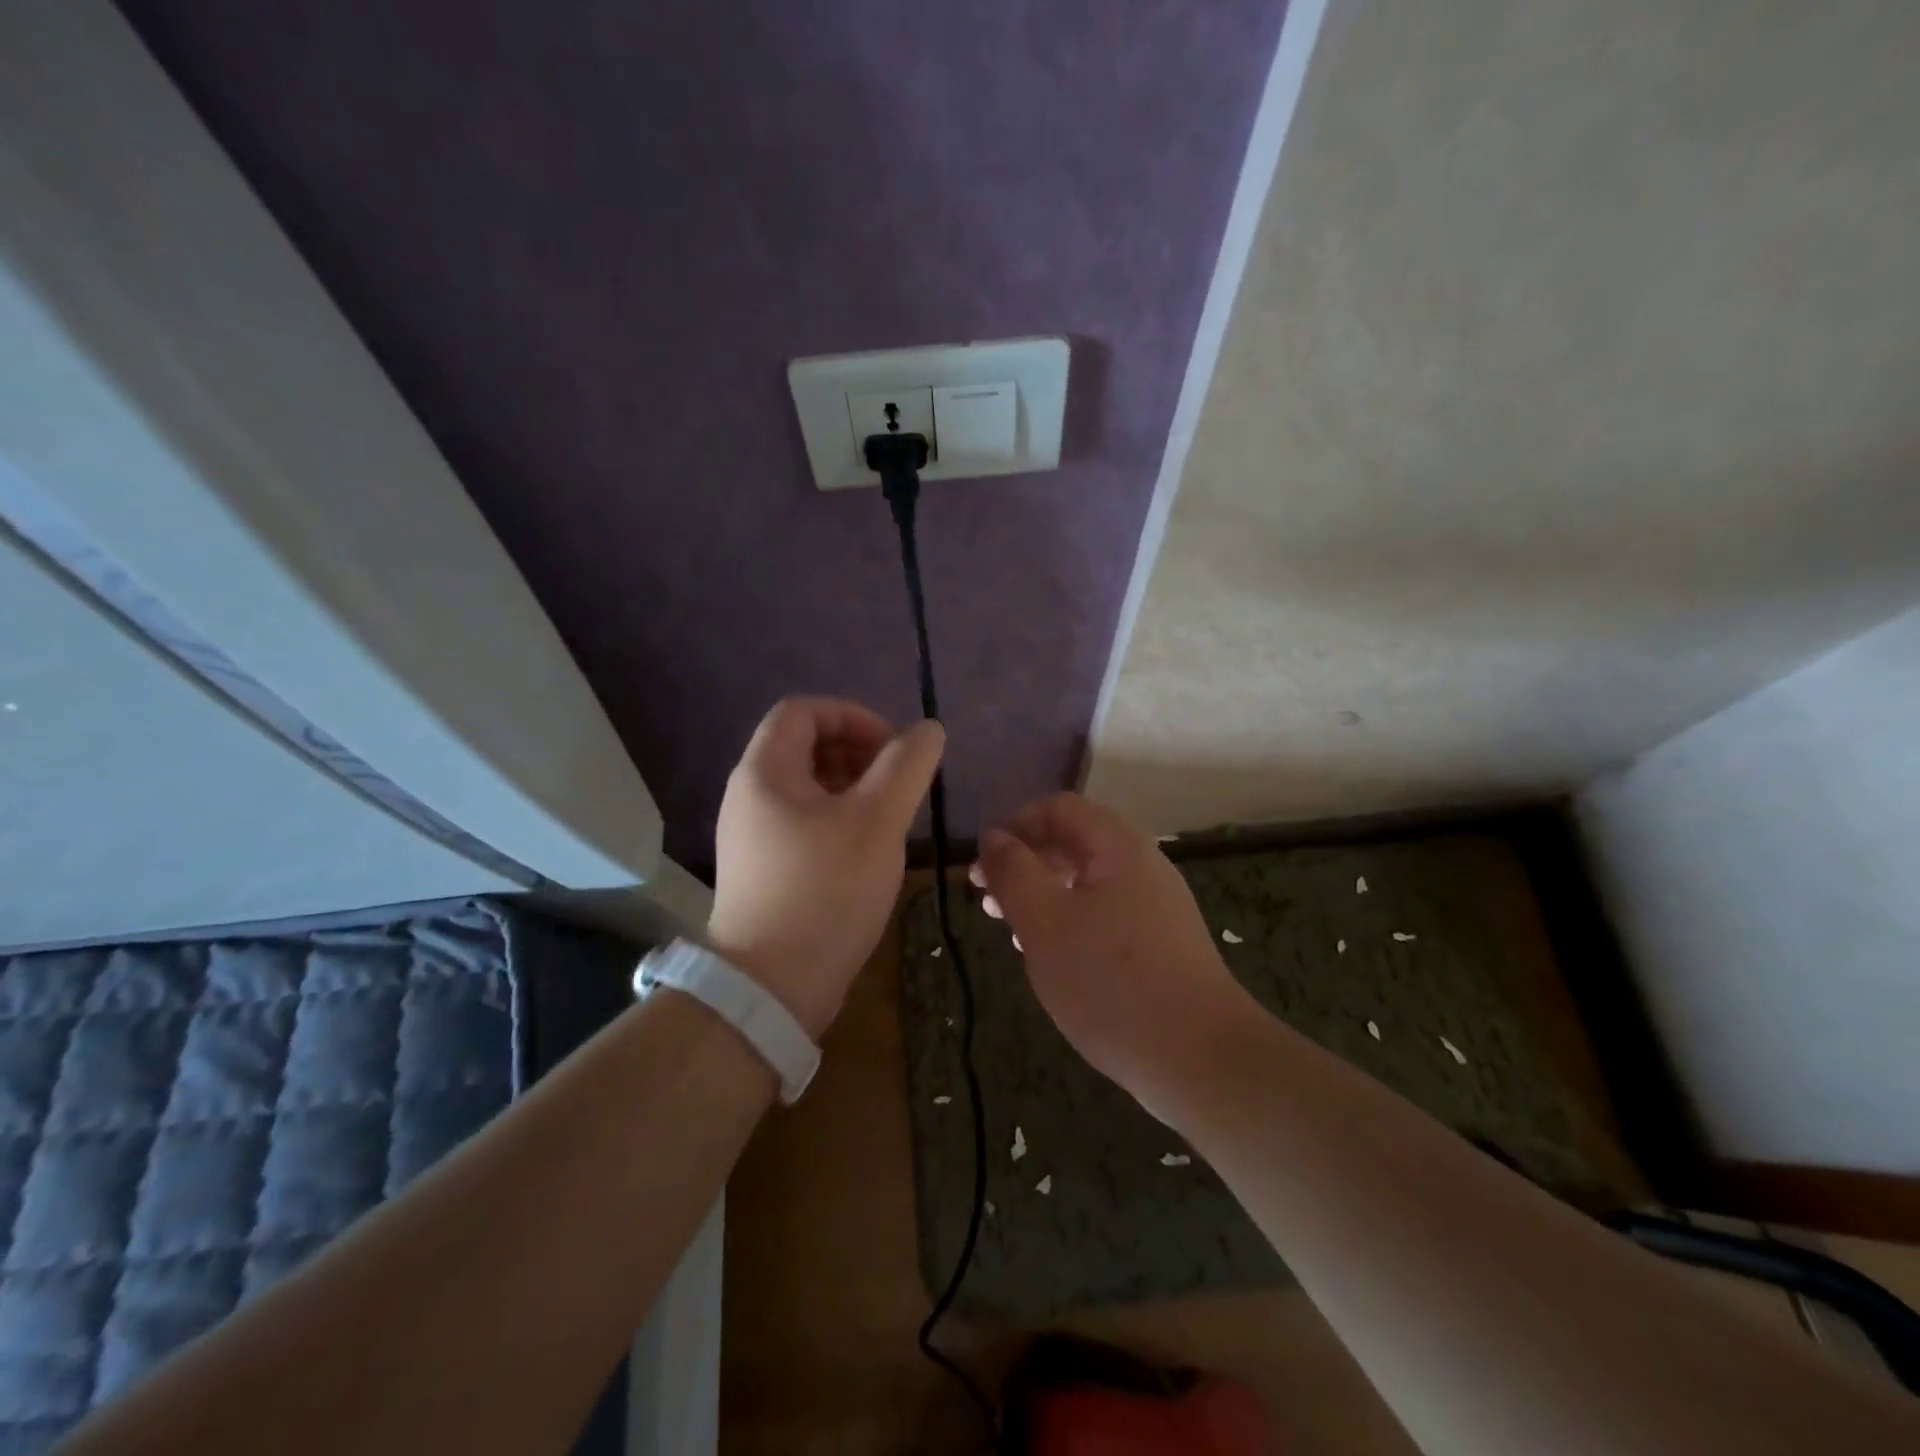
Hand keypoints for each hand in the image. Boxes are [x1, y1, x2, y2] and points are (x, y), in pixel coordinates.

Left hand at [709, 697, 944, 1037]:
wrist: (772, 987)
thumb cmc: (825, 891)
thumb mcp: (877, 821)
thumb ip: (907, 766)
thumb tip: (927, 729)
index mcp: (765, 772)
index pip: (803, 710)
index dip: (853, 715)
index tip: (894, 748)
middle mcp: (750, 796)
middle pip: (804, 746)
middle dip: (857, 752)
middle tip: (898, 783)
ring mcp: (754, 836)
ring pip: (808, 787)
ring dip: (853, 787)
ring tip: (891, 816)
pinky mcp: (765, 869)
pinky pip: (804, 822)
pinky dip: (840, 819)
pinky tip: (869, 850)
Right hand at [972, 793, 1253, 1104]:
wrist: (1200, 1059)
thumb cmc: (1111, 982)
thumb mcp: (1044, 923)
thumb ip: (1013, 872)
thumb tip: (993, 837)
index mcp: (1117, 846)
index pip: (1058, 808)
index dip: (1015, 826)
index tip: (983, 867)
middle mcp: (1142, 865)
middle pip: (1073, 841)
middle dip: (1025, 864)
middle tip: (989, 902)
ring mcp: (1156, 905)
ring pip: (1087, 882)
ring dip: (1044, 896)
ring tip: (1013, 933)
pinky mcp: (1161, 943)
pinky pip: (1106, 914)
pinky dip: (1071, 923)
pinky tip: (1054, 959)